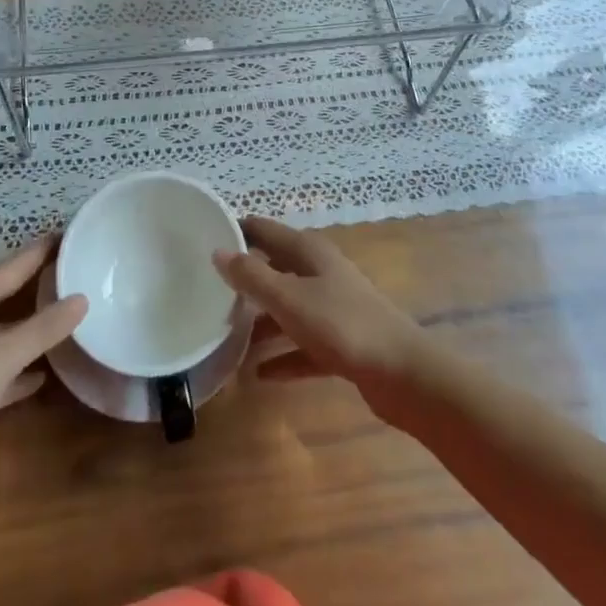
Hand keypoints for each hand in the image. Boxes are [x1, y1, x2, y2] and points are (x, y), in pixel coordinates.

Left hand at [0, 240, 84, 513]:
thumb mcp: (0, 358)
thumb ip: (42, 328)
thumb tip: (82, 298)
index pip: (10, 266)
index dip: (39, 251)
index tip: (70, 234)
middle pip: (4, 294)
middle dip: (36, 283)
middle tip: (74, 270)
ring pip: (1, 333)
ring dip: (30, 327)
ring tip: (67, 318)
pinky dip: (18, 369)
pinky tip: (43, 375)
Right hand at [214, 217, 426, 401]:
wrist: (402, 373)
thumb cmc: (341, 325)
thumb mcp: (289, 298)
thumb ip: (252, 276)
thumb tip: (218, 250)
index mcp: (308, 252)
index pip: (265, 229)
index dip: (237, 231)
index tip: (203, 239)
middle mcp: (319, 272)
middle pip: (275, 268)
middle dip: (244, 279)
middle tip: (207, 291)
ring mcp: (332, 307)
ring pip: (287, 308)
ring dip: (261, 322)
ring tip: (226, 337)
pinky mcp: (341, 342)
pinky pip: (302, 345)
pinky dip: (283, 356)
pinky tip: (258, 375)